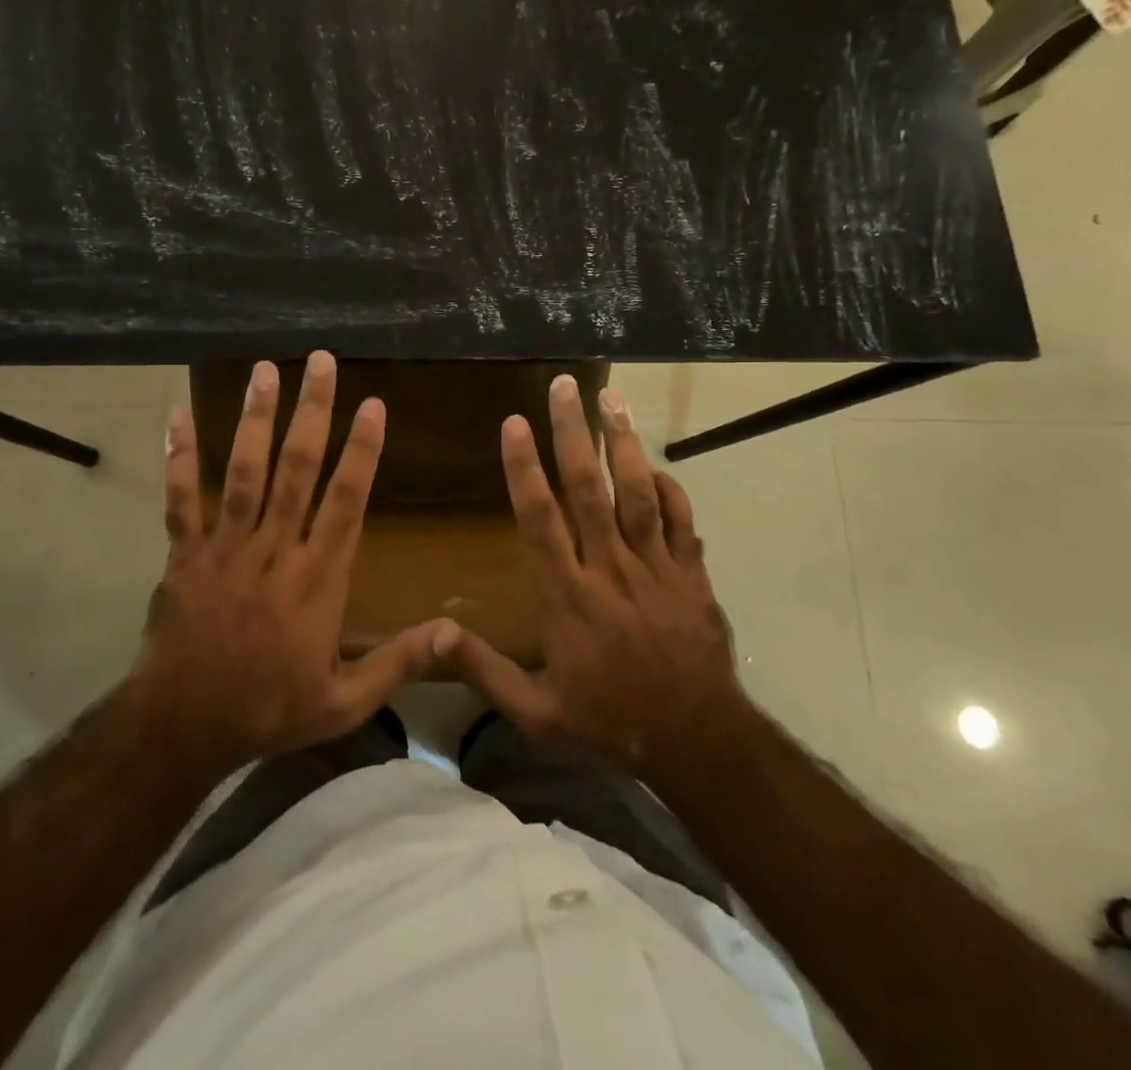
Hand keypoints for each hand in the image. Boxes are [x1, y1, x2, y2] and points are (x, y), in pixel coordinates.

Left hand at [129, 351, 458, 776]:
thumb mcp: (344, 703)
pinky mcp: (185, 554)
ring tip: (265, 370)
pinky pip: (181, 498)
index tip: (373, 405)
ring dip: (255, 419)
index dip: (362, 451)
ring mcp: (225, 547)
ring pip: (244, 472)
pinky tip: (177, 414)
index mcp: (316, 579)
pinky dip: (179, 456)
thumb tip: (453, 631)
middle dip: (312, 412)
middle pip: (297, 469)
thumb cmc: (268, 711)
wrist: (182, 727)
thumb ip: (397, 663)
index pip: (346, 502)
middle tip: (320, 361)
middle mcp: (274, 549)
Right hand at [450, 375, 751, 780]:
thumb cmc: (610, 724)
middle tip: (565, 385)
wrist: (699, 745)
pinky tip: (656, 465)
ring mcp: (656, 569)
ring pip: (638, 494)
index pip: (540, 519)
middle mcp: (610, 570)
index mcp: (568, 596)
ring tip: (613, 399)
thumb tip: (431, 634)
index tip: (514, 423)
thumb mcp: (536, 714)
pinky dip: (670, 489)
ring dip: (624, 444)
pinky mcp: (693, 576)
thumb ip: (483, 671)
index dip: (524, 468)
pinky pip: (682, 522)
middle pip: (588, 489)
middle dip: (573, 433)